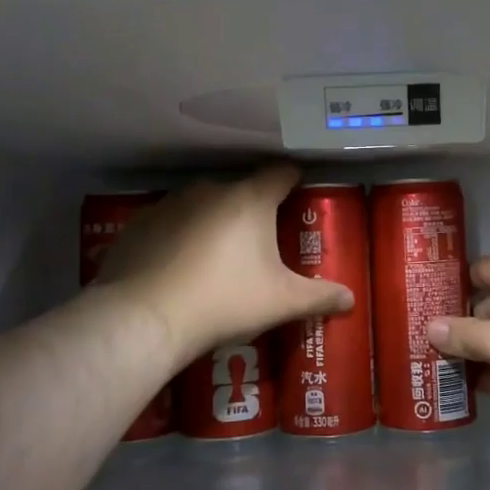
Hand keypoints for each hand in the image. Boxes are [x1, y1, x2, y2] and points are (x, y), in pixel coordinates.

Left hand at [97, 164, 353, 362]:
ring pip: (203, 204)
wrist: (144, 317)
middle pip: (241, 190)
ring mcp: (170, 203)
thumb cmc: (225, 300)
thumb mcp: (281, 302)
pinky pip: (170, 222)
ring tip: (217, 259)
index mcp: (250, 198)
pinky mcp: (139, 223)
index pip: (281, 173)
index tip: (300, 196)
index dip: (294, 181)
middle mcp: (210, 189)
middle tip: (261, 243)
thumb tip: (350, 299)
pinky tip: (178, 268)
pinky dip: (179, 236)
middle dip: (253, 211)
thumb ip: (320, 296)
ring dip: (214, 222)